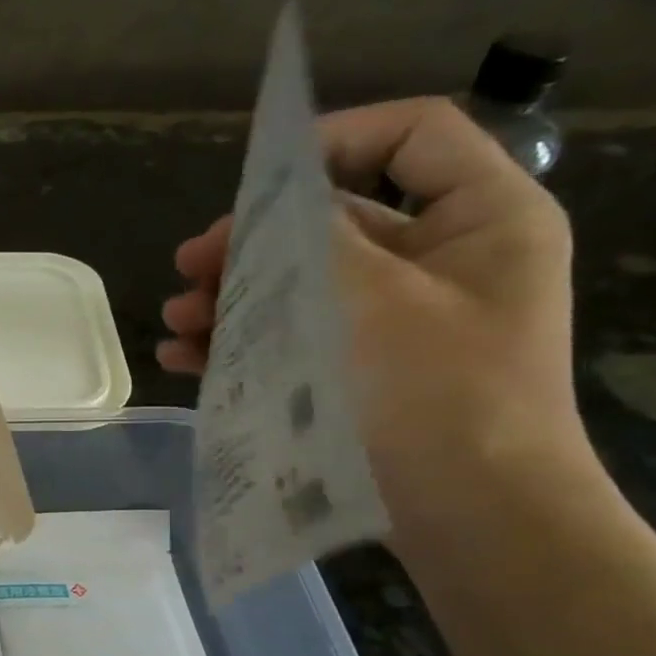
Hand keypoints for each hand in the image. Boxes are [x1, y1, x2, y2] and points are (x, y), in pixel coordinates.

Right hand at [159, 97, 592, 530]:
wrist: (473, 519)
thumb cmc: (436, 395)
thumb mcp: (372, 298)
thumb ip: (318, 235)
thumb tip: (270, 205)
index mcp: (479, 219)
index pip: (411, 136)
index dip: (332, 141)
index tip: (256, 182)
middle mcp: (441, 261)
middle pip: (334, 220)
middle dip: (253, 240)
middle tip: (190, 263)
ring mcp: (398, 322)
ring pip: (302, 284)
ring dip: (234, 295)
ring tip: (177, 319)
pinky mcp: (361, 372)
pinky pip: (296, 338)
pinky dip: (242, 342)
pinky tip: (184, 357)